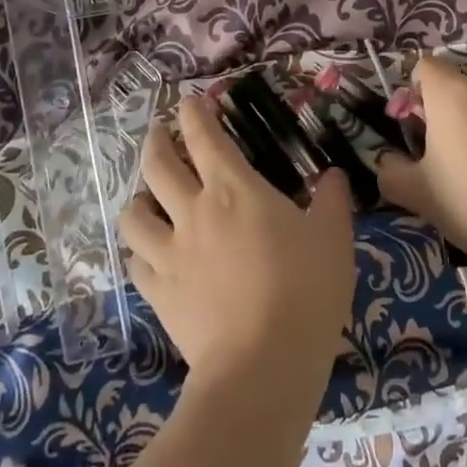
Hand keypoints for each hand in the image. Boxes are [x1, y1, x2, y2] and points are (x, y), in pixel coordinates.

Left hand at [119, 97, 355, 402]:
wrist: (261, 365)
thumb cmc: (305, 292)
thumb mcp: (333, 240)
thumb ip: (331, 201)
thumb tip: (332, 175)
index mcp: (234, 189)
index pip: (204, 136)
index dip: (193, 112)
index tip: (190, 101)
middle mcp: (193, 211)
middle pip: (157, 163)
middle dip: (155, 139)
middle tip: (159, 132)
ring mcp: (169, 252)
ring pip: (133, 212)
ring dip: (138, 197)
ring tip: (147, 196)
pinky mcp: (158, 292)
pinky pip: (136, 261)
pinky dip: (140, 250)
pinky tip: (150, 253)